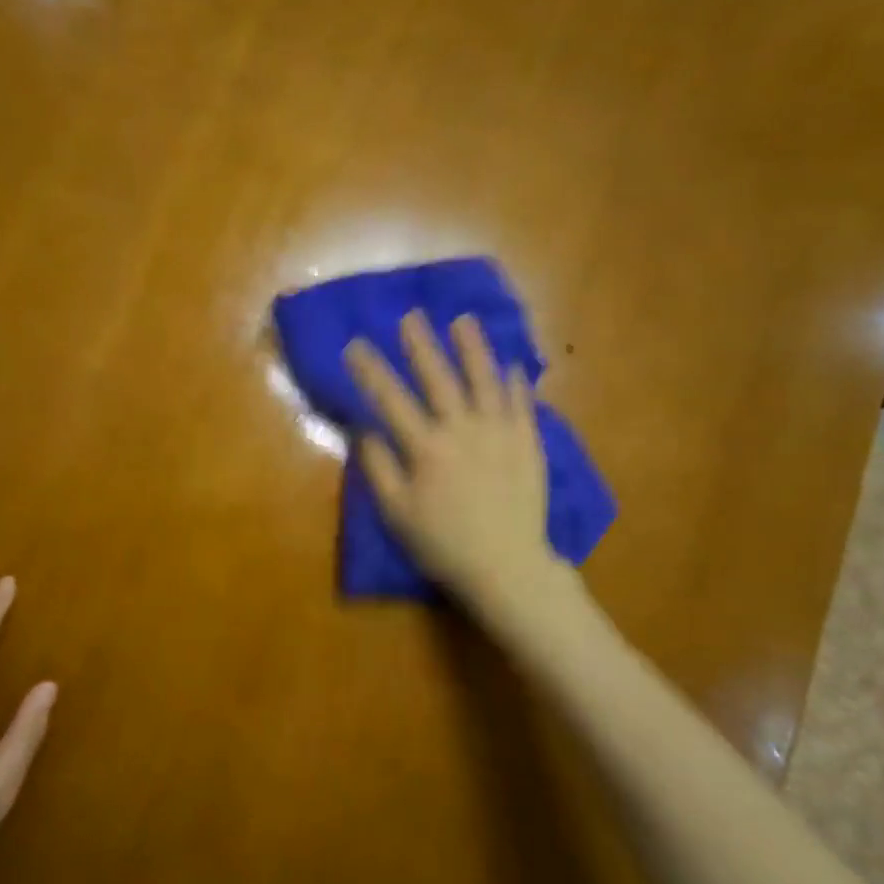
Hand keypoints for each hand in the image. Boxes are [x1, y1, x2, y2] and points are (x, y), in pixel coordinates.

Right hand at [345, 310, 557, 608]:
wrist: (507, 567)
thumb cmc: (443, 544)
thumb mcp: (397, 514)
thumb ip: (379, 468)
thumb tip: (364, 429)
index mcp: (427, 448)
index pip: (391, 399)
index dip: (370, 370)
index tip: (355, 344)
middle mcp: (463, 430)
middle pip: (439, 379)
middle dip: (421, 345)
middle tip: (411, 315)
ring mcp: (500, 433)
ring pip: (485, 380)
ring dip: (473, 348)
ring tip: (464, 320)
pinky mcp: (528, 444)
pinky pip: (522, 404)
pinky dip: (516, 382)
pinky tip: (512, 364)